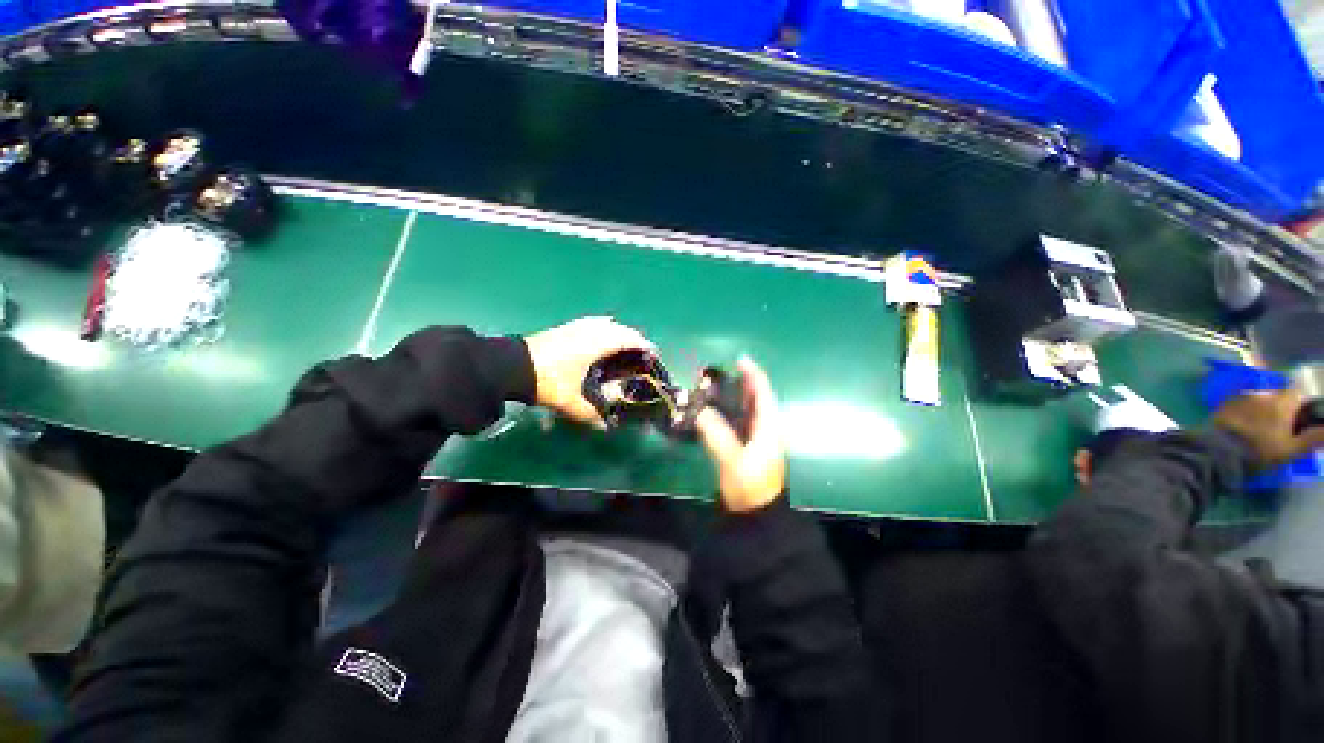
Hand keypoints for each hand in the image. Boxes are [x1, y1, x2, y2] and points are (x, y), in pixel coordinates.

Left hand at [524, 317, 655, 425]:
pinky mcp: (565, 328)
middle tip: (643, 351)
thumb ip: (590, 415)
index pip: (628, 339)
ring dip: (619, 331)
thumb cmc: (546, 381)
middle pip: (620, 328)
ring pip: (606, 323)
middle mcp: (589, 331)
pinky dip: (604, 327)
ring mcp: (576, 327)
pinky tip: (601, 333)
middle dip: (634, 337)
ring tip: (625, 344)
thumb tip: (605, 428)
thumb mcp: (570, 402)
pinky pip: (593, 322)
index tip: (654, 353)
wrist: (510, 365)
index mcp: (596, 344)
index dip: (644, 345)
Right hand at [695, 357, 785, 512]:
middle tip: (721, 372)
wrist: (757, 515)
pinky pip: (741, 420)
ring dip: (736, 395)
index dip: (754, 374)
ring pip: (749, 409)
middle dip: (743, 382)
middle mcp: (767, 428)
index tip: (740, 359)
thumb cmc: (750, 486)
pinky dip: (731, 410)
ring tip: (716, 386)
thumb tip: (700, 411)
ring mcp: (759, 438)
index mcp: (769, 427)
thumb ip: (717, 435)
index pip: (763, 393)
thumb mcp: (733, 460)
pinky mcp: (749, 447)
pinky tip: (717, 410)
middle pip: (757, 398)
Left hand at [1213, 389, 1323, 468]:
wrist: (1219, 449)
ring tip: (1261, 429)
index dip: (1302, 403)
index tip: (1302, 417)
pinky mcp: (1225, 403)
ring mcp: (1242, 396)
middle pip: (1278, 396)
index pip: (1298, 392)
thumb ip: (1313, 437)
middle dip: (1282, 408)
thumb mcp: (1292, 449)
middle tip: (1281, 427)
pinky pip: (1242, 404)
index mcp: (1282, 401)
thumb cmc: (1260, 450)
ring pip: (1260, 399)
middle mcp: (1263, 393)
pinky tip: (1244, 427)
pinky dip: (1247, 412)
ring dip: (1263, 410)